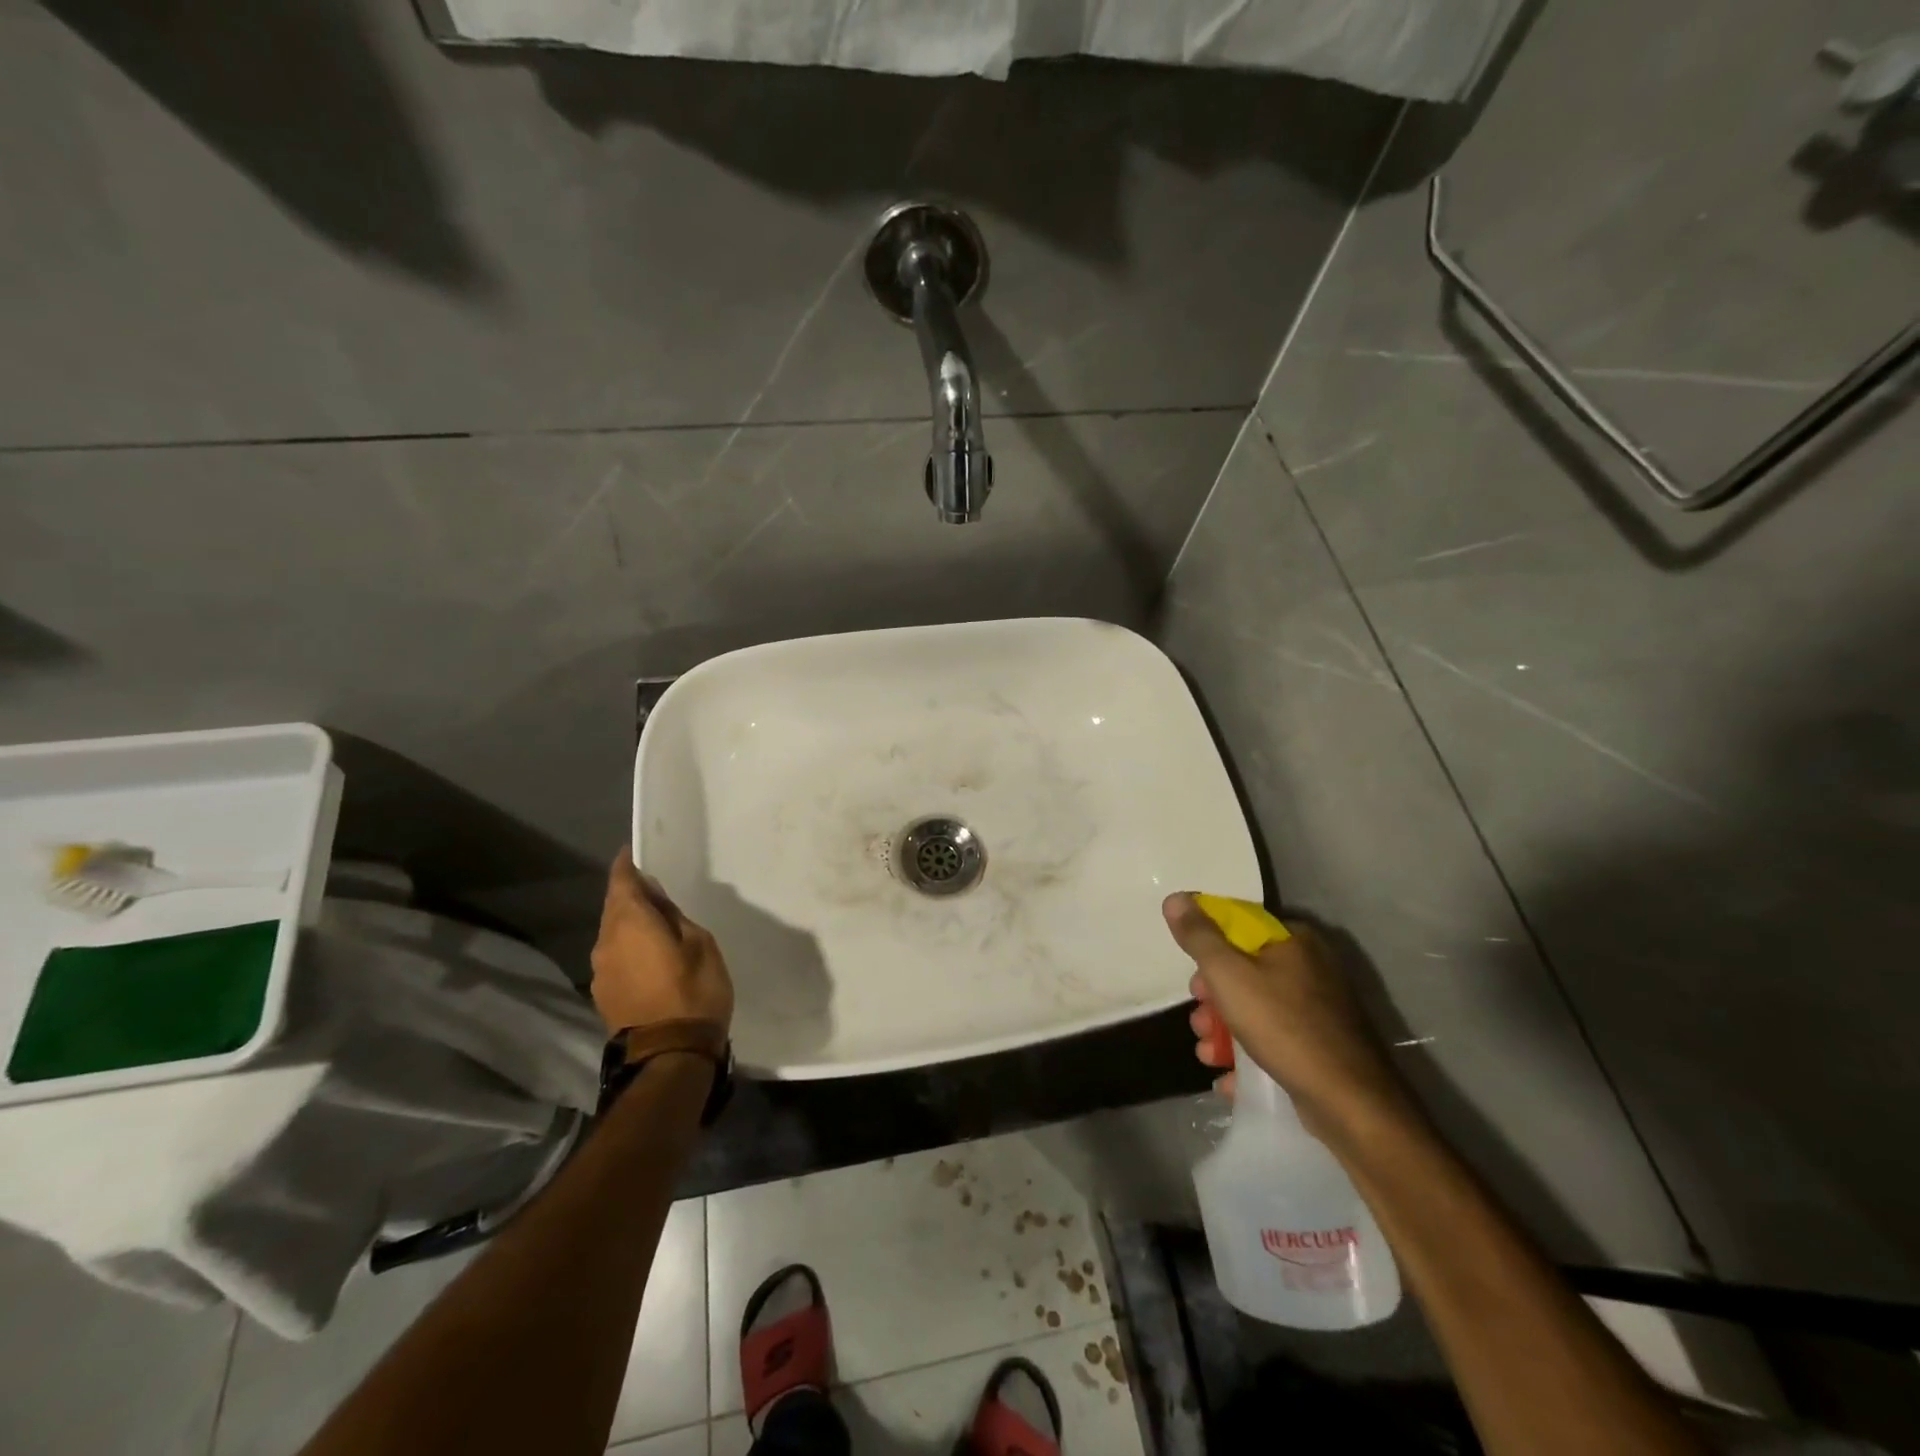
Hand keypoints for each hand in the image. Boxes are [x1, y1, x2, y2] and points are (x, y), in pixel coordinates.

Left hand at [590, 852, 734, 1035]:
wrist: (669, 1056)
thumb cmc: (693, 991)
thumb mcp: (699, 944)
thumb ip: (673, 917)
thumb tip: (654, 899)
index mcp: (629, 923)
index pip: (620, 882)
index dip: (626, 865)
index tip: (632, 853)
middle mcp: (606, 942)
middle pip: (613, 908)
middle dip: (630, 895)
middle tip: (654, 890)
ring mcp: (601, 972)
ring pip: (612, 934)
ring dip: (629, 924)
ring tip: (656, 924)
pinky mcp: (603, 995)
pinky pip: (615, 957)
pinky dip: (628, 947)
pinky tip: (648, 955)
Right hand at [1164, 893, 1412, 1137]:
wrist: (1350, 1102)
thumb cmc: (1283, 1026)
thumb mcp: (1228, 974)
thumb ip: (1198, 936)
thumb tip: (1175, 898)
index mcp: (1294, 940)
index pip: (1239, 927)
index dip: (1208, 950)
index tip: (1194, 980)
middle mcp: (1311, 967)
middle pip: (1244, 971)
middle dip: (1213, 1000)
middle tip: (1200, 1021)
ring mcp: (1320, 1009)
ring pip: (1256, 1009)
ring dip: (1224, 1031)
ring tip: (1208, 1054)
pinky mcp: (1323, 1046)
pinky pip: (1275, 1040)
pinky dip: (1249, 1056)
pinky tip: (1228, 1078)